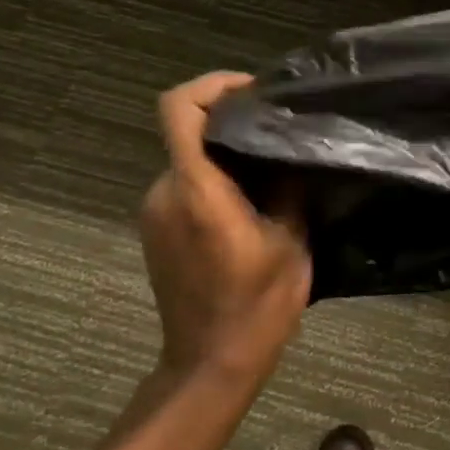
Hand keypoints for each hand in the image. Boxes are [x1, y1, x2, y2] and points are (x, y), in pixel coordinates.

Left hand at [139, 72, 311, 384]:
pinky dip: (216, 179)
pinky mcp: (156, 230)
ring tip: (274, 168)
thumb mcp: (291, 240)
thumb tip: (295, 150)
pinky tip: (252, 201)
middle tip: (280, 131)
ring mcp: (154, 212)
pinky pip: (186, 185)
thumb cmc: (257, 304)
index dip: (213, 85)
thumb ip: (289, 186)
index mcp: (197, 189)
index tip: (253, 91)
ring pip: (189, 159)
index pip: (179, 108)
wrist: (211, 365)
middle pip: (188, 130)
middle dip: (232, 122)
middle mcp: (165, 192)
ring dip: (227, 154)